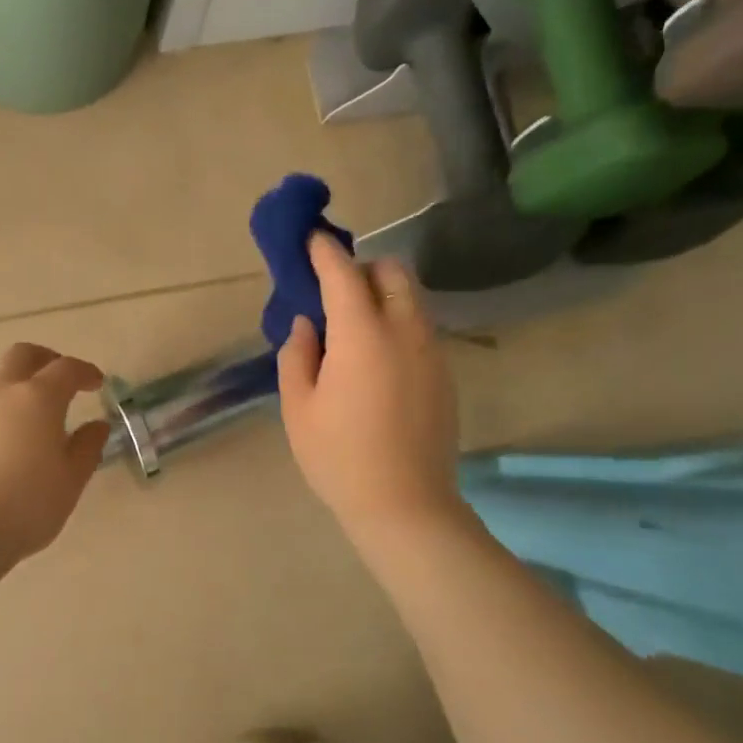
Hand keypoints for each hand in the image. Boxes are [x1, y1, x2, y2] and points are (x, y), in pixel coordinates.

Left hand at [0, 343, 110, 561]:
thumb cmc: (26, 504)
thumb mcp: (70, 481)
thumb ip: (87, 448)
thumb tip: (97, 425)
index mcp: (38, 398)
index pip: (66, 369)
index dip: (84, 371)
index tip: (97, 382)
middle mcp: (0, 392)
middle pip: (22, 355)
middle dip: (45, 359)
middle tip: (59, 376)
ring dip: (11, 379)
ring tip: (23, 404)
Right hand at [276, 236, 463, 539]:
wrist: (405, 504)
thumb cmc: (339, 457)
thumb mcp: (298, 408)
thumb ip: (297, 355)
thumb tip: (308, 325)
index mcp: (362, 335)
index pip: (343, 273)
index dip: (324, 251)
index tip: (311, 238)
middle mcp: (404, 330)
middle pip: (392, 272)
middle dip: (361, 268)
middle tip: (333, 292)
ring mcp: (432, 351)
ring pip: (411, 299)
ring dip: (382, 296)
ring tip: (353, 328)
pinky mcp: (445, 374)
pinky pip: (420, 329)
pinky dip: (397, 324)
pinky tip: (377, 361)